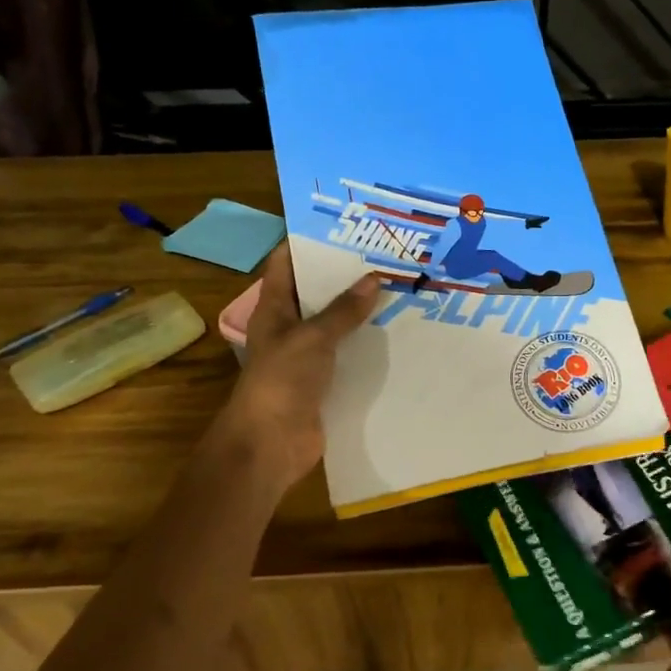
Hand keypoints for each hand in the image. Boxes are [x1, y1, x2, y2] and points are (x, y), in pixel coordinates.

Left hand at [210, 243, 379, 493]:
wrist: (271, 444)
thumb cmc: (282, 381)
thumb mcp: (313, 338)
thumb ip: (343, 310)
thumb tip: (374, 278)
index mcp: (274, 309)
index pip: (285, 264)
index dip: (308, 243)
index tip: (343, 227)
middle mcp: (289, 328)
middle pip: (315, 294)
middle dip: (344, 276)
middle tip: (383, 256)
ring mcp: (306, 357)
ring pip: (335, 326)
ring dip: (360, 312)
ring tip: (398, 289)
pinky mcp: (324, 383)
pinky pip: (347, 357)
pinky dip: (366, 347)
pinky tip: (396, 335)